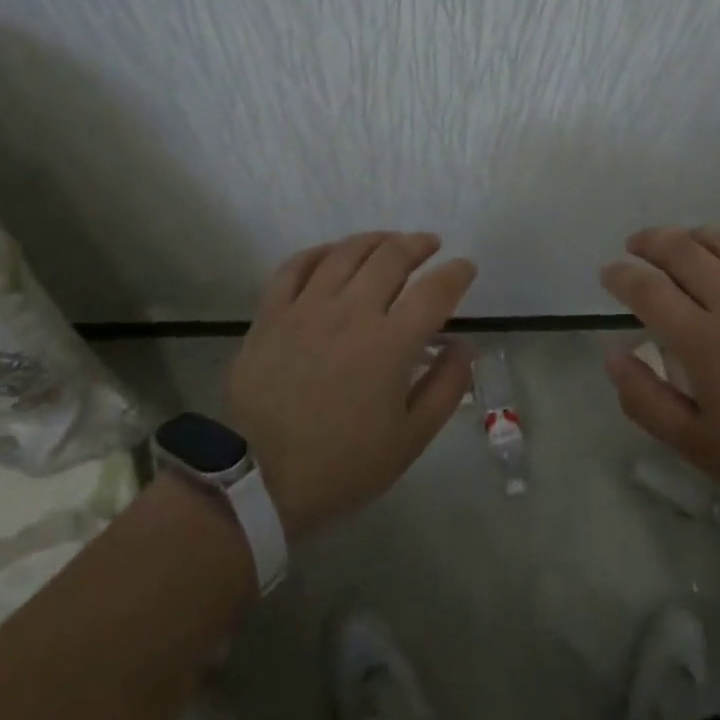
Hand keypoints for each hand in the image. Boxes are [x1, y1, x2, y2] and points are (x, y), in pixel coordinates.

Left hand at [227, 232, 476, 540]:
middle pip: (391, 257)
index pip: (434, 290)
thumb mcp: (409, 440)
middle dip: (418, 244)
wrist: (254, 480)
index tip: (466, 268)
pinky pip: (296, 265)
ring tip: (390, 241)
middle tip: (430, 245)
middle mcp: (351, 312)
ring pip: (346, 252)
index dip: (456, 273)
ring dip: (375, 239)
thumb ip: (445, 388)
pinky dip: (320, 251)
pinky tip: (333, 254)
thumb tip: (464, 346)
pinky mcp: (271, 313)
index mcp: (390, 343)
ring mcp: (307, 308)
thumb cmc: (340, 465)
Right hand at [598, 226, 719, 528]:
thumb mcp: (698, 445)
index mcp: (702, 338)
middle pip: (681, 250)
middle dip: (650, 241)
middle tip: (635, 246)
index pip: (647, 288)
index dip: (621, 275)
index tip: (608, 273)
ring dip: (691, 235)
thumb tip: (614, 355)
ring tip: (678, 242)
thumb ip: (646, 400)